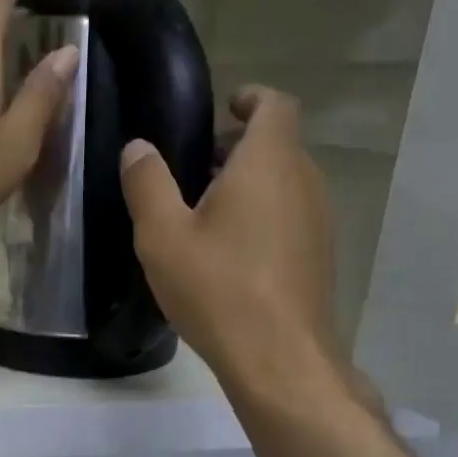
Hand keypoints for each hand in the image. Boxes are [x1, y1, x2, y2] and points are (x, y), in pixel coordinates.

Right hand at [120, 86, 370, 407]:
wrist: (278, 357)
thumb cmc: (218, 288)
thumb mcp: (162, 236)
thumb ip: (147, 184)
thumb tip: (138, 148)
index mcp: (268, 162)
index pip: (274, 105)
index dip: (251, 99)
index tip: (225, 107)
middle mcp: (304, 181)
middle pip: (278, 145)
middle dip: (239, 147)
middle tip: (195, 166)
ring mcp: (318, 220)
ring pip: (285, 183)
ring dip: (250, 185)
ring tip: (206, 212)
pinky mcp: (319, 256)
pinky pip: (290, 216)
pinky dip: (263, 216)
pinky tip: (230, 254)